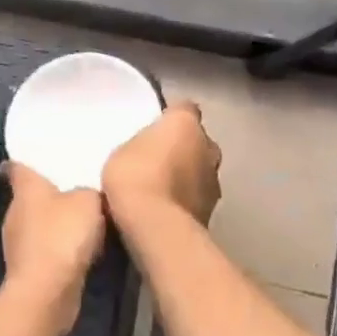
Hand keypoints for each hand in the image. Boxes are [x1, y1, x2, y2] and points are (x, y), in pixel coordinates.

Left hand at [0, 162, 105, 317]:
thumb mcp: (89, 200)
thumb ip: (90, 189)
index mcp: (26, 188)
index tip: (40, 156)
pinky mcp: (27, 267)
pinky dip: (60, 246)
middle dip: (50, 191)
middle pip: (30, 195)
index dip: (27, 160)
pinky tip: (82, 247)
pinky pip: (46, 247)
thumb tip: (89, 190)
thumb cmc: (63, 235)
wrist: (47, 291)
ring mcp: (18, 242)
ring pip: (39, 222)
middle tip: (78, 185)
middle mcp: (15, 211)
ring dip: (56, 221)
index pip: (18, 166)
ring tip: (85, 216)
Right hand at [102, 101, 221, 225]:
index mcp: (186, 124)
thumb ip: (141, 145)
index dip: (171, 118)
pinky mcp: (212, 212)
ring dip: (186, 177)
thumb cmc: (134, 176)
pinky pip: (196, 198)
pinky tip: (165, 212)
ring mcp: (214, 181)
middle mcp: (209, 147)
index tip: (156, 128)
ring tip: (160, 191)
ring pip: (200, 171)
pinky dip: (185, 202)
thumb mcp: (122, 151)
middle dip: (183, 150)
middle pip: (197, 142)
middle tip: (156, 161)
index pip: (184, 109)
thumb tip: (148, 151)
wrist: (156, 226)